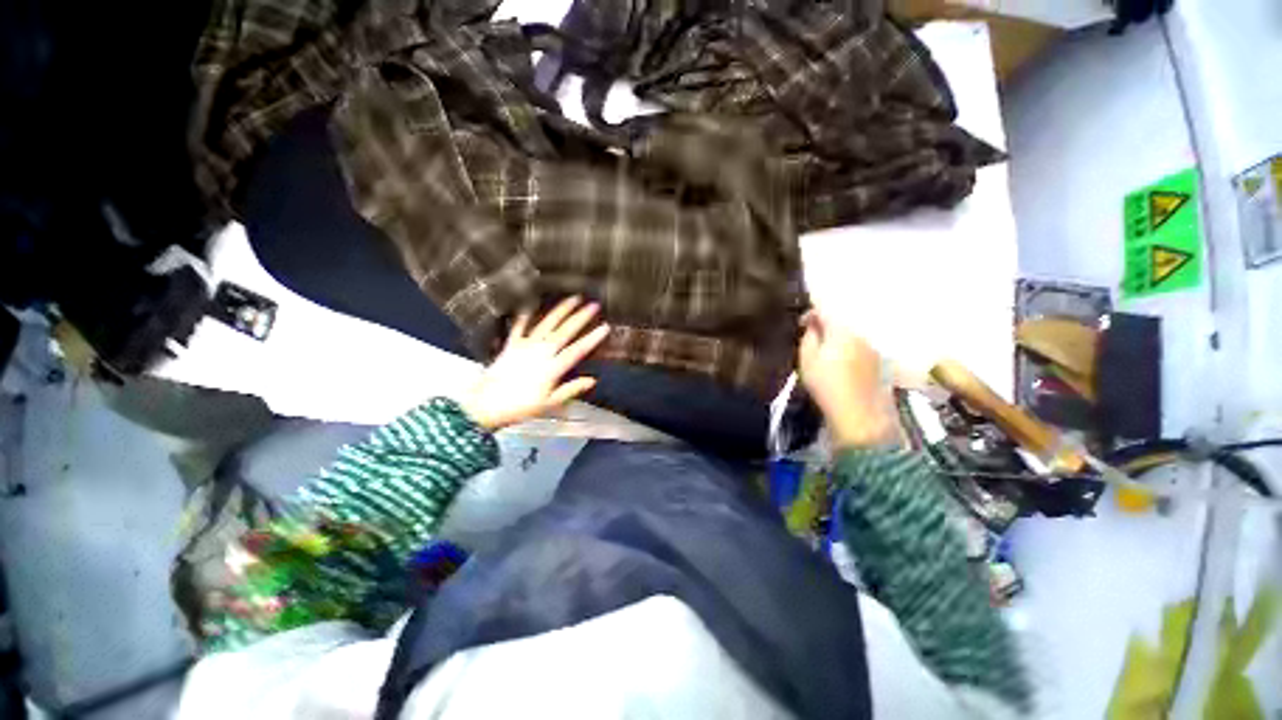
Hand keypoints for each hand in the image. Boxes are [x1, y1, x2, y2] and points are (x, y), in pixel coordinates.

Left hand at [461, 296, 609, 430]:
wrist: (485, 405)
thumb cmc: (520, 407)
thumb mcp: (549, 404)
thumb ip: (571, 389)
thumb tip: (592, 380)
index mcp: (552, 368)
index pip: (577, 350)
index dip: (592, 338)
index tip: (605, 327)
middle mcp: (541, 352)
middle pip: (564, 331)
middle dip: (580, 317)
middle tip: (593, 305)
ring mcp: (525, 346)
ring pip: (547, 324)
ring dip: (560, 310)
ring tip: (572, 298)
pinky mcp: (511, 345)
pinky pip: (520, 327)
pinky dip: (525, 315)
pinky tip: (531, 305)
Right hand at [797, 309, 898, 448]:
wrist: (857, 413)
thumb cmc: (826, 384)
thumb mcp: (807, 359)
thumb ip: (808, 336)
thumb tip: (812, 324)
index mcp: (841, 330)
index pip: (825, 310)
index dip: (810, 313)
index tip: (801, 324)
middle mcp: (860, 334)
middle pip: (840, 322)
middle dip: (825, 327)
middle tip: (811, 339)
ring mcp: (872, 348)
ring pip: (851, 335)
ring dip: (837, 339)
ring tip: (825, 354)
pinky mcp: (878, 363)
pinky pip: (859, 348)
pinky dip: (848, 350)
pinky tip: (840, 365)